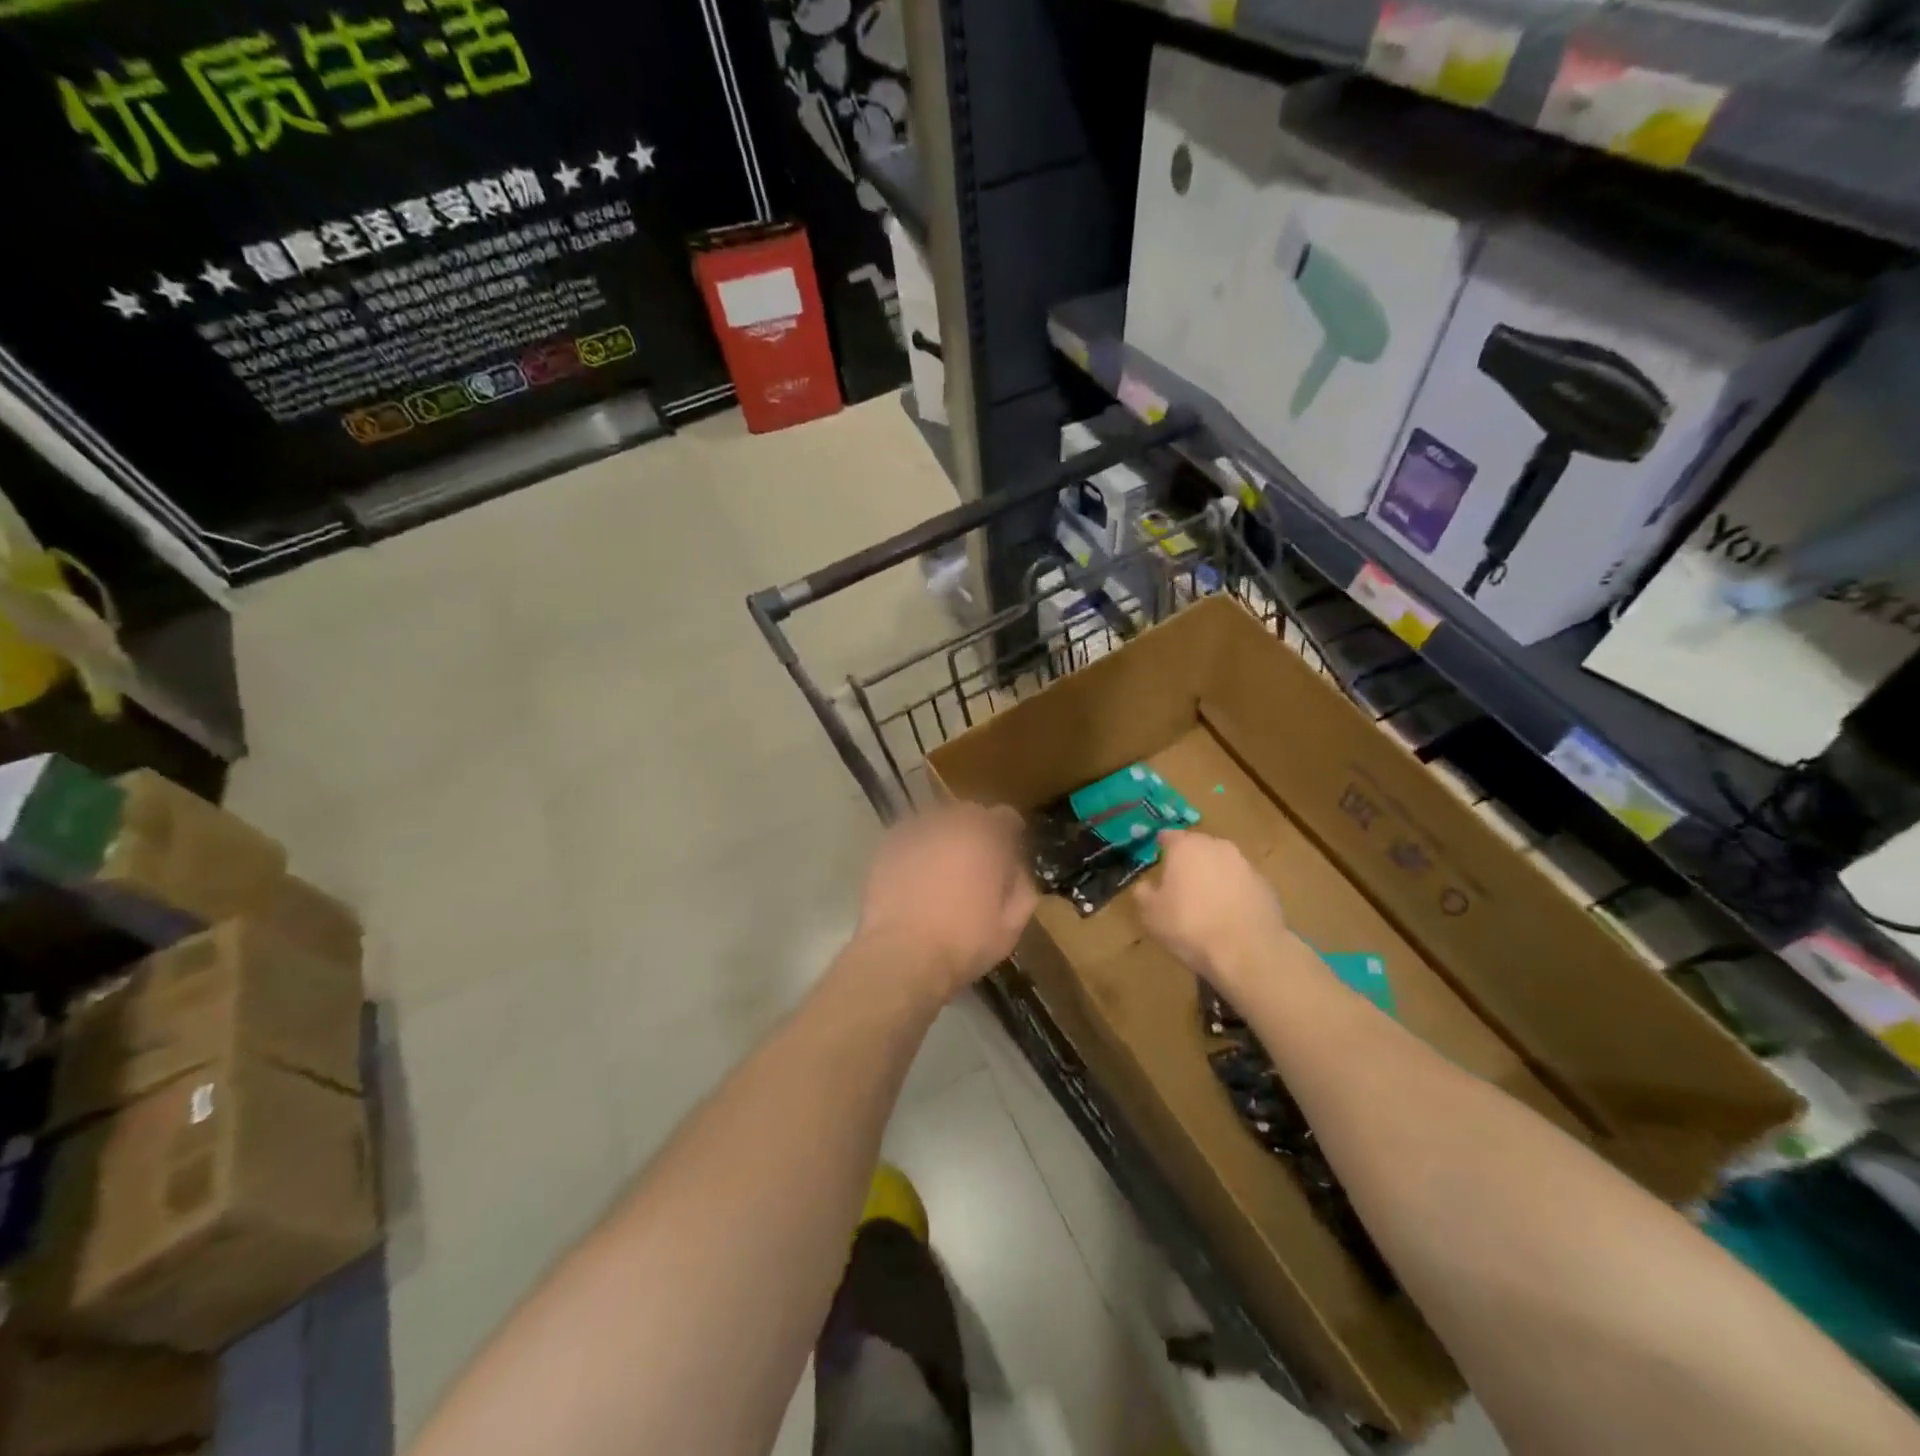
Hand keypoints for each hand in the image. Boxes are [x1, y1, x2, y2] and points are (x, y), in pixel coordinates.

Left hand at [856, 804, 1039, 1000]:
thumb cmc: (963, 942)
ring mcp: (914, 831)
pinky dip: (917, 847)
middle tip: (975, 861)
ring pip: (937, 821)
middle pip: (969, 813)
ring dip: (945, 836)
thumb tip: (1016, 868)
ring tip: (943, 866)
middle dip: (976, 831)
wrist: (901, 955)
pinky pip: (910, 835)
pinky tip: (916, 872)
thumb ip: (1022, 887)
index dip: (1009, 833)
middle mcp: (950, 823)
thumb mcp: (1011, 924)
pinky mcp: (887, 845)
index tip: (1008, 852)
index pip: (1005, 817)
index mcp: (985, 837)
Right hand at [1137, 830, 1299, 993]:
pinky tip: (1229, 915)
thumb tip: (1145, 884)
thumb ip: (1143, 892)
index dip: (1161, 847)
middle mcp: (1217, 846)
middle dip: (1189, 861)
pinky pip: (1242, 883)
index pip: (1168, 836)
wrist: (1248, 951)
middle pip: (1198, 846)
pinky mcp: (1266, 885)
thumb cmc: (1190, 926)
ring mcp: (1245, 864)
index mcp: (1186, 847)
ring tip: (1206, 902)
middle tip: (1179, 884)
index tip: (1156, 860)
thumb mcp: (1150, 914)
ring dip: (1213, 876)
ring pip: (1222, 863)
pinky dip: (1234, 892)